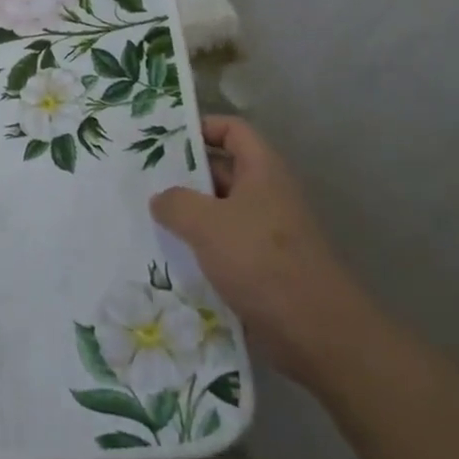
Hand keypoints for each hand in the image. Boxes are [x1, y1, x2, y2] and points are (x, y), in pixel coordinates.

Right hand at [150, 116, 371, 384]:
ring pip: (219, 210)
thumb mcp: (207, 223)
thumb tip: (160, 199)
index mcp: (262, 171)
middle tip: (142, 180)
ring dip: (187, 214)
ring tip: (146, 218)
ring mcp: (265, 232)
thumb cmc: (262, 261)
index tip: (162, 139)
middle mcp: (266, 195)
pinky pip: (223, 245)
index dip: (201, 127)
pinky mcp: (262, 266)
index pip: (232, 130)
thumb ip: (176, 203)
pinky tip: (167, 256)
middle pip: (222, 169)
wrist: (316, 331)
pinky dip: (198, 247)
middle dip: (184, 174)